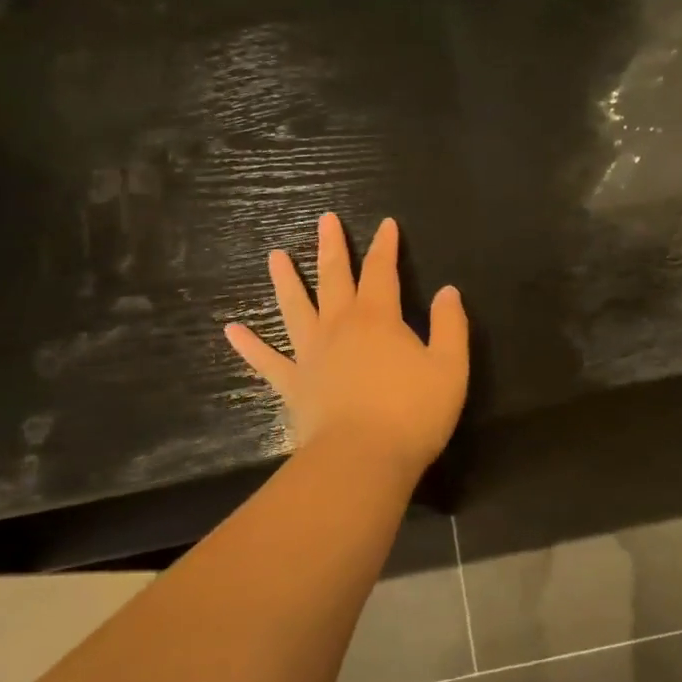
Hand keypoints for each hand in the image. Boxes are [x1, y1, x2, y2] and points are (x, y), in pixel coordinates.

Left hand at [224, 213, 469, 480]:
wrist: (361, 461)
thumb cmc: (412, 413)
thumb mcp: (450, 367)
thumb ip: (450, 326)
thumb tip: (447, 291)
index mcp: (378, 318)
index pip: (382, 271)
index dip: (385, 246)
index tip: (386, 224)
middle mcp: (340, 327)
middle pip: (334, 278)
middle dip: (332, 247)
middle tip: (324, 220)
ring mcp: (311, 354)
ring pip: (295, 308)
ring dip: (286, 281)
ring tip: (274, 256)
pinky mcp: (293, 385)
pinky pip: (267, 361)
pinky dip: (249, 345)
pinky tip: (231, 330)